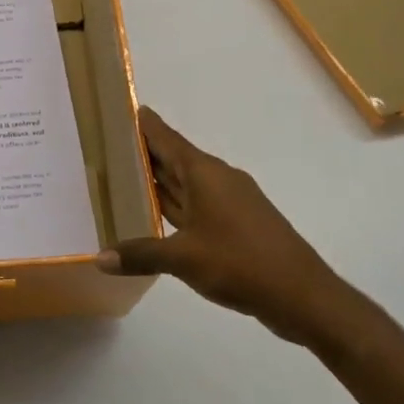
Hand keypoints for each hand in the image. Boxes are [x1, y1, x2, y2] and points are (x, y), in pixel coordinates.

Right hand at [98, 107, 368, 348]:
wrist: (303, 296)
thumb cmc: (240, 263)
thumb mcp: (183, 259)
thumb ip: (140, 254)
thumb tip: (100, 258)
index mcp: (205, 174)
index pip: (168, 139)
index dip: (146, 124)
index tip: (126, 108)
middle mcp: (218, 180)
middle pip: (176, 159)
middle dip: (147, 152)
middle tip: (111, 145)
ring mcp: (231, 202)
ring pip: (187, 183)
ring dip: (161, 180)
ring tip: (126, 176)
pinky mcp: (238, 224)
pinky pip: (198, 204)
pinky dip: (176, 204)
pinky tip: (158, 215)